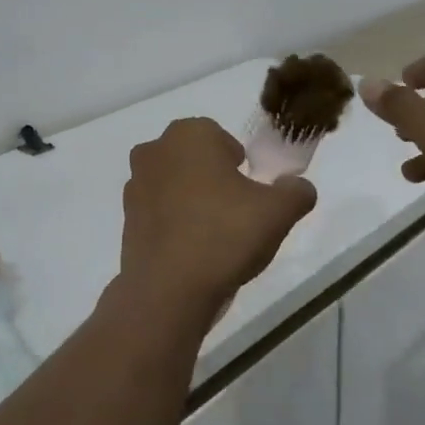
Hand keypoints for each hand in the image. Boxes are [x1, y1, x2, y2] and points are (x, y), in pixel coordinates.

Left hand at [119, 117, 317, 318]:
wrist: (169, 289)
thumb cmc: (225, 234)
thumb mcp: (278, 212)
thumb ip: (296, 191)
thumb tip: (297, 187)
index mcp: (189, 135)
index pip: (220, 137)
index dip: (239, 163)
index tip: (250, 191)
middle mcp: (155, 151)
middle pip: (194, 159)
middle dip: (214, 179)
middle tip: (237, 212)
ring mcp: (135, 185)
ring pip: (175, 185)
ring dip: (192, 201)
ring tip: (215, 236)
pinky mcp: (126, 219)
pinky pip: (159, 213)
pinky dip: (175, 224)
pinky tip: (193, 251)